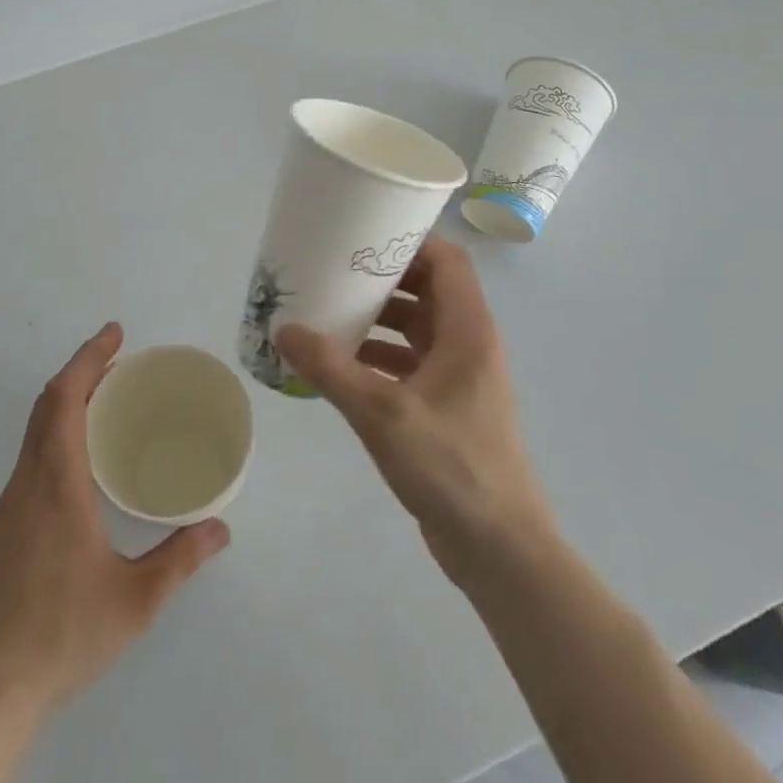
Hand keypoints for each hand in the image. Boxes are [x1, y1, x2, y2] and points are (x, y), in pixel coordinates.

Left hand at [0, 324, 229, 717]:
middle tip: (120, 361)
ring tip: (107, 405)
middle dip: (80, 372)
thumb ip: (180, 559)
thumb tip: (220, 528)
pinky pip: (29, 462)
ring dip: (66, 405)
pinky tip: (81, 468)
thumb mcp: (135, 601)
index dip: (87, 359)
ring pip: (33, 435)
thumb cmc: (64, 636)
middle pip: (46, 407)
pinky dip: (56, 437)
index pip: (63, 400)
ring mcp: (6, 509)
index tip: (114, 333)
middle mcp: (25, 485)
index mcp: (56, 486)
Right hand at [276, 239, 552, 583]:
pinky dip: (378, 356)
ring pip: (416, 328)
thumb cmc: (450, 466)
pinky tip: (340, 365)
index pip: (448, 262)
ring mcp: (458, 378)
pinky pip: (409, 363)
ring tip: (329, 311)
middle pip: (428, 290)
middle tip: (335, 270)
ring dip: (378, 318)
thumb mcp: (382, 413)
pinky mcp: (446, 407)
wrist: (498, 547)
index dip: (411, 242)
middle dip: (384, 278)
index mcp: (468, 331)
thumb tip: (284, 330)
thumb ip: (331, 369)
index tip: (365, 235)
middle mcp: (467, 345)